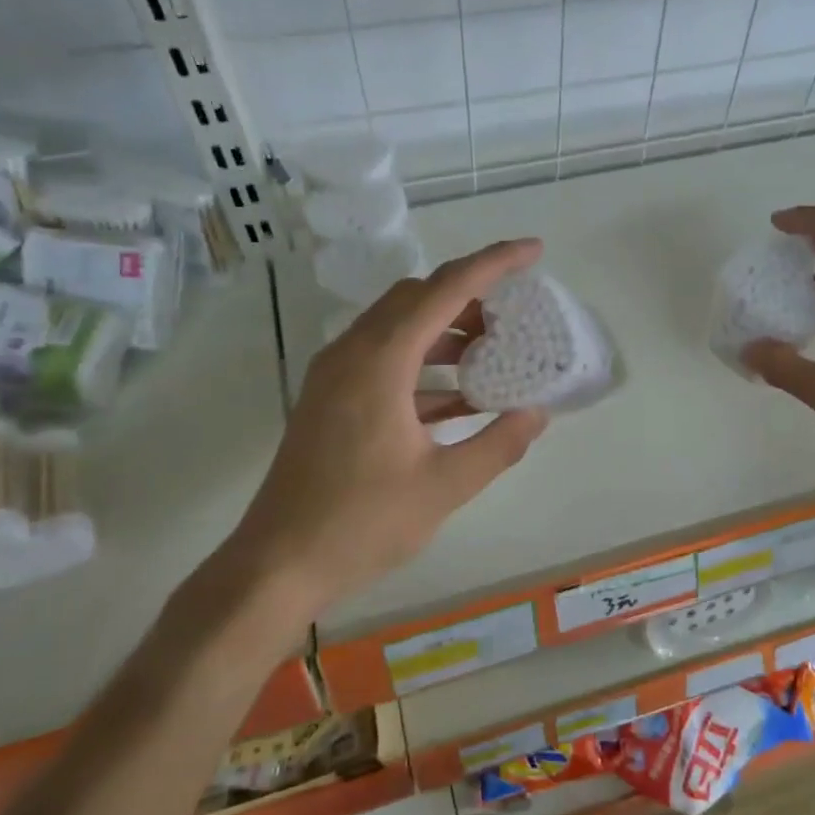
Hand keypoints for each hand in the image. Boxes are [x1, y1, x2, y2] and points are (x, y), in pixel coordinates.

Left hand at [237, 240, 549, 615]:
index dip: (494, 263)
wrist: (277, 564)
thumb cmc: (360, 524)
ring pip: (399, 327)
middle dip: (469, 298)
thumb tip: (537, 413)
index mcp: (380, 361)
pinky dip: (424, 364)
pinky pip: (385, 359)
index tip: (534, 250)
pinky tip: (459, 398)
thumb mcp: (443, 487)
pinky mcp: (331, 399)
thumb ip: (497, 444)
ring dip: (446, 331)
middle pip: (417, 298)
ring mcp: (336, 375)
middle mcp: (353, 353)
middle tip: (514, 317)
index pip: (445, 290)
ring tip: (493, 354)